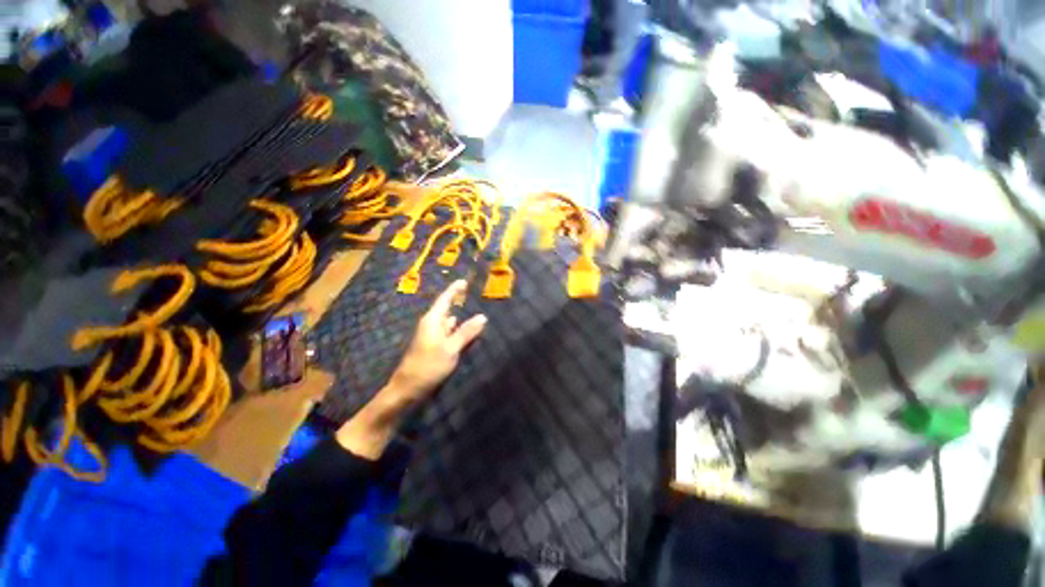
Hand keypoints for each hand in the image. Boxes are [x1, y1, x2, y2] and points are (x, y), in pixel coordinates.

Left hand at [387, 279, 486, 401]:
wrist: (407, 388)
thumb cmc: (428, 366)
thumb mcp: (451, 348)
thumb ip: (466, 332)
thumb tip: (482, 316)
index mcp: (432, 321)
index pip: (444, 299)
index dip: (454, 289)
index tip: (464, 280)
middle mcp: (430, 325)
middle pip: (446, 309)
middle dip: (458, 301)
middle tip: (473, 295)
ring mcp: (431, 336)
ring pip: (447, 322)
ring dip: (459, 317)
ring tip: (473, 312)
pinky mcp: (432, 346)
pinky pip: (447, 332)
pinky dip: (457, 329)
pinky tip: (466, 332)